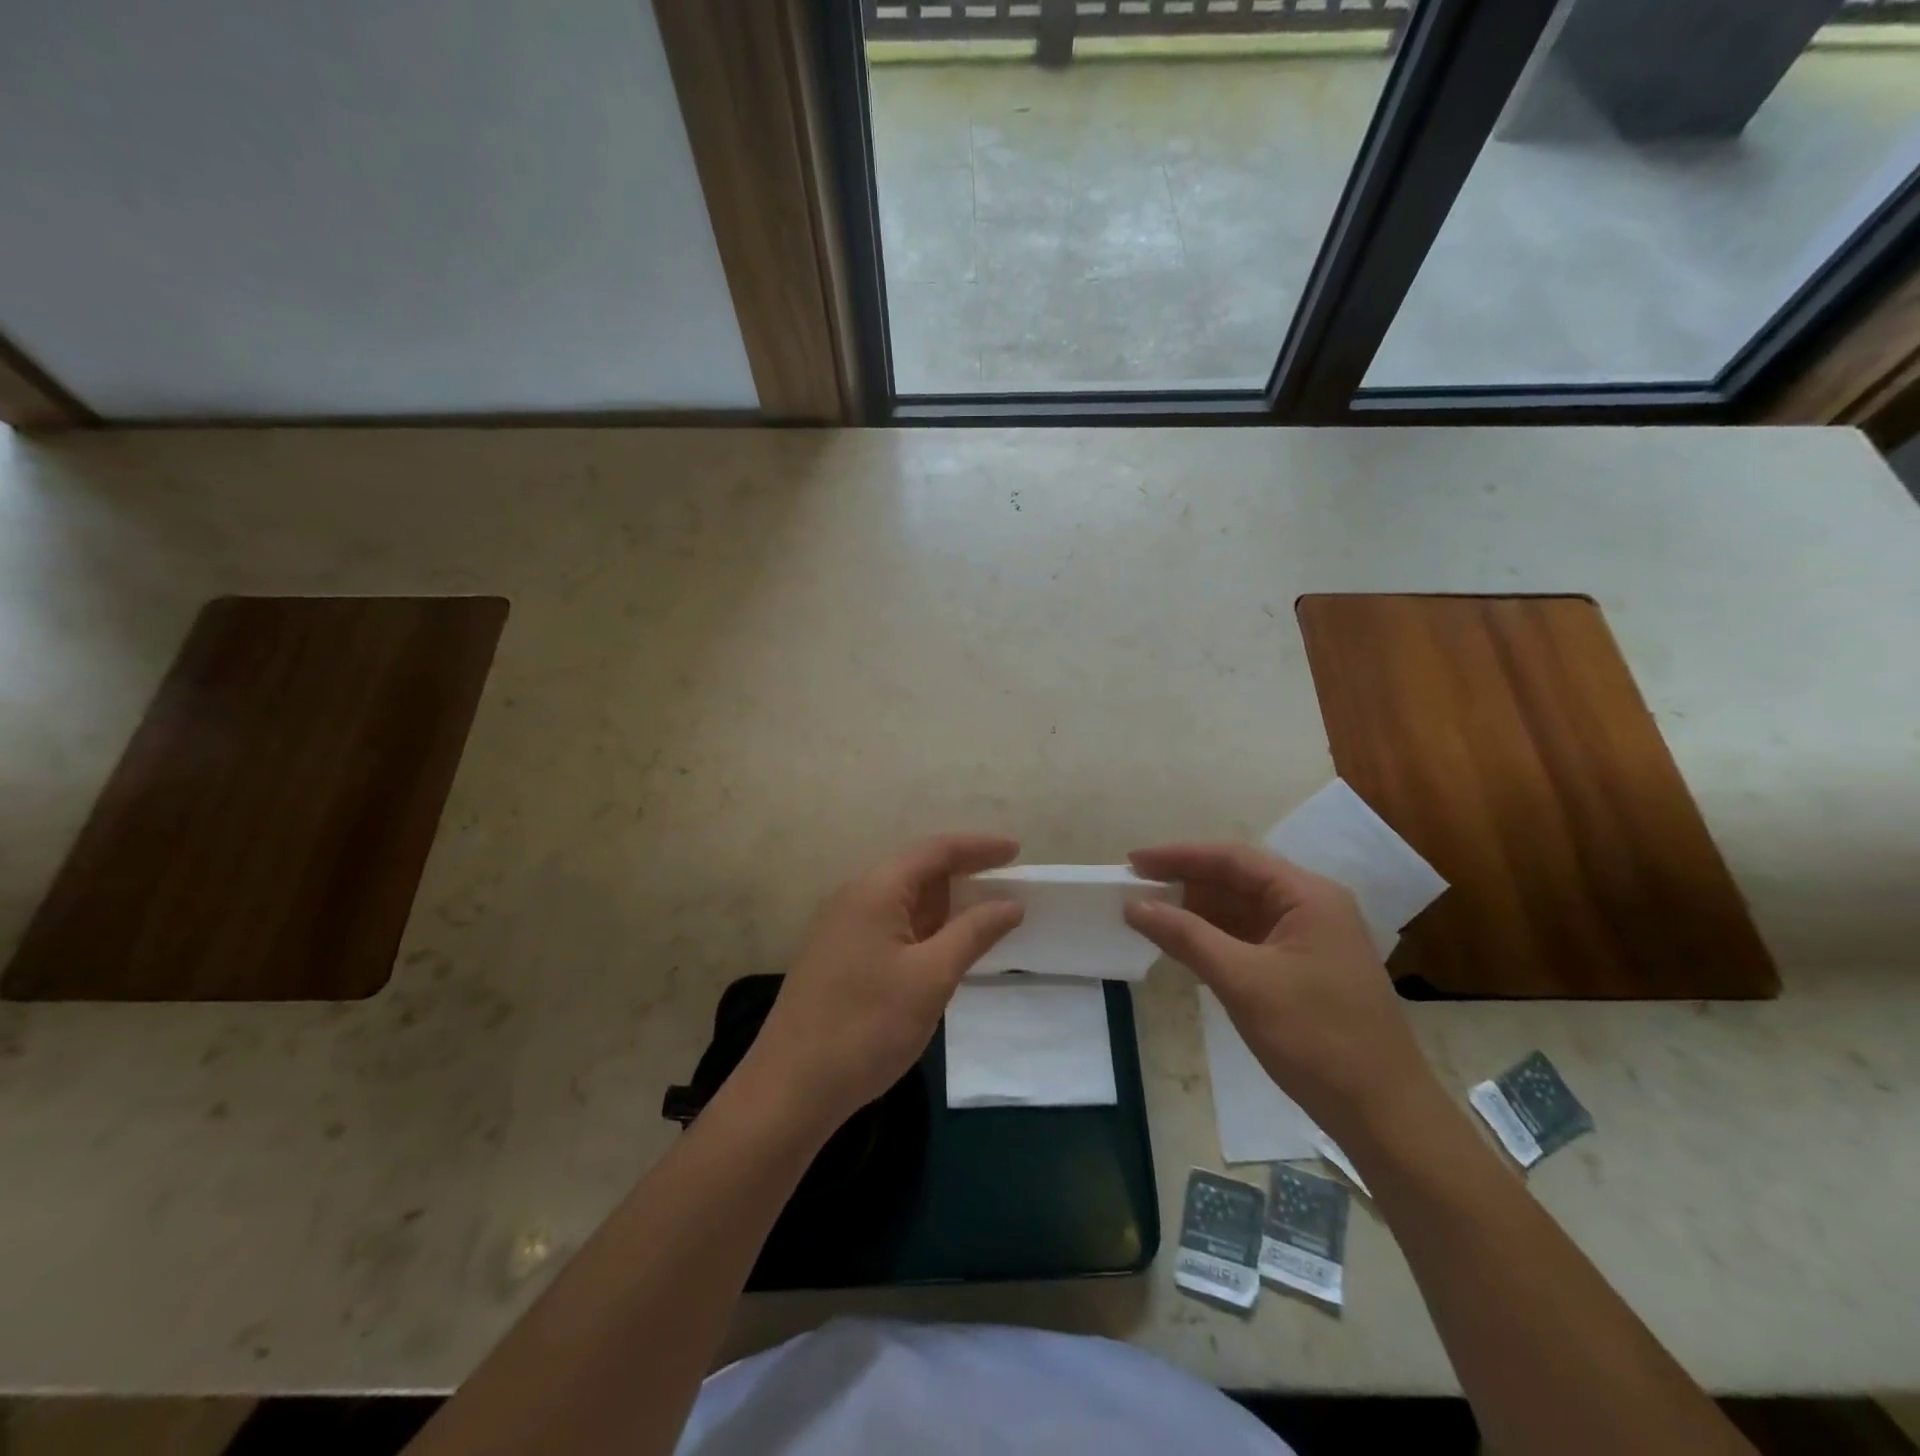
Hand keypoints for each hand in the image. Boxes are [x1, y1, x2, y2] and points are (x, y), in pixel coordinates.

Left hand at [743, 834, 1024, 1132]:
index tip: (1017, 850)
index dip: (979, 847)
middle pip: (917, 870)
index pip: (935, 851)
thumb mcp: (931, 978)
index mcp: (876, 890)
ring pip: (903, 900)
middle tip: (1008, 883)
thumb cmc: (867, 1026)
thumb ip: (974, 933)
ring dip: (944, 904)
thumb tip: (1010, 903)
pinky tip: (944, 946)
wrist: (791, 1087)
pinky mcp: (838, 955)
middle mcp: (855, 897)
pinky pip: (890, 924)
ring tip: (985, 913)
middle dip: (964, 873)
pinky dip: (924, 927)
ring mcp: (842, 927)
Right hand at [1124, 842, 1437, 1144]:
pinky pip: (1249, 938)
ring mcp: (1309, 938)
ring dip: (1196, 911)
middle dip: (1185, 882)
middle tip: (1134, 888)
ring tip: (1149, 914)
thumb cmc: (1316, 1037)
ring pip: (1241, 909)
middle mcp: (1311, 906)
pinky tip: (1182, 945)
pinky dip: (1214, 938)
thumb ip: (1186, 936)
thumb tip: (1134, 905)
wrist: (1384, 1114)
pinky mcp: (1303, 968)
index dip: (1179, 856)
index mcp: (1307, 895)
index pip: (1232, 858)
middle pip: (1237, 879)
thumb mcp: (1243, 982)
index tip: (1133, 862)